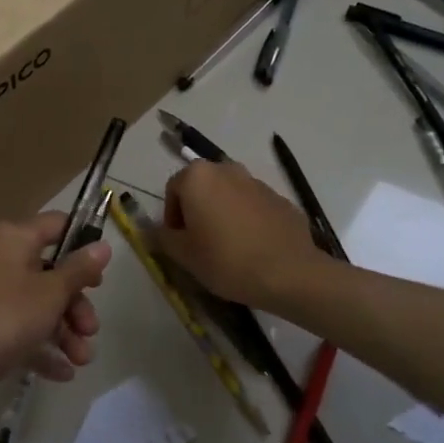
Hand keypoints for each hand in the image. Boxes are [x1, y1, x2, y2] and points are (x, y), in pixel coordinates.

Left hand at [0, 212, 110, 407]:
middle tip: (91, 329)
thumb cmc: (6, 315)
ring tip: (81, 360)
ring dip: (65, 332)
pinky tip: (63, 373)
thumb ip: (79, 270)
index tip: (102, 270)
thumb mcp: (51, 292)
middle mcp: (3, 261)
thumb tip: (103, 246)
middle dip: (77, 304)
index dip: (83, 243)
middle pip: (52, 273)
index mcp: (16, 240)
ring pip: (40, 306)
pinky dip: (43, 349)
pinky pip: (24, 332)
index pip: (57, 225)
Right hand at [160, 160, 326, 307]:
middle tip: (199, 243)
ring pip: (229, 195)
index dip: (171, 217)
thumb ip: (163, 238)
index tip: (178, 242)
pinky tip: (252, 248)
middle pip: (202, 187)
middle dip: (197, 211)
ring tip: (228, 248)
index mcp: (198, 177)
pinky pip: (253, 207)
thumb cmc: (226, 260)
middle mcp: (227, 169)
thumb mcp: (184, 255)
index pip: (173, 189)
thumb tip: (154, 231)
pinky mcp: (280, 199)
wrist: (290, 273)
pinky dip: (247, 221)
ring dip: (222, 214)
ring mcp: (257, 182)